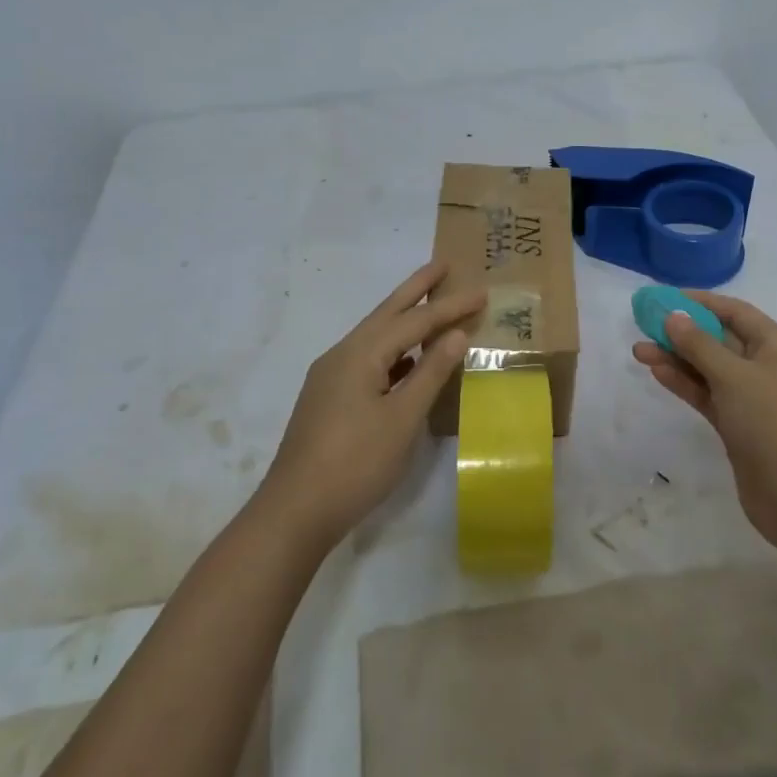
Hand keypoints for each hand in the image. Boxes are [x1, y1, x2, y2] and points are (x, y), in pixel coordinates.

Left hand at [258, 261, 484, 551]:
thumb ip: (430, 373)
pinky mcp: (329, 397)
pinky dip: (394, 350)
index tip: (482, 291)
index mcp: (360, 354)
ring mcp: (331, 376)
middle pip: (387, 313)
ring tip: (431, 306)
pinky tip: (408, 360)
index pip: (414, 321)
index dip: (450, 306)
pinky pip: (368, 358)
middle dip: (417, 288)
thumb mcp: (401, 419)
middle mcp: (342, 354)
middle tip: (443, 264)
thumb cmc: (355, 464)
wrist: (294, 512)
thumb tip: (455, 334)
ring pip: (375, 336)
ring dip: (405, 319)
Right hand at [632, 292, 776, 554]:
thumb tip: (673, 315)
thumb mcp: (733, 376)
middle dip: (682, 332)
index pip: (735, 312)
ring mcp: (752, 399)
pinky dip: (684, 383)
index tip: (664, 297)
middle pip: (719, 339)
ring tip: (638, 351)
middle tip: (643, 325)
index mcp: (776, 346)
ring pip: (709, 369)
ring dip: (676, 359)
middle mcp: (766, 367)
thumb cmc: (773, 423)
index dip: (700, 302)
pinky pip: (707, 394)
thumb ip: (699, 344)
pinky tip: (657, 373)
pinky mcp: (738, 426)